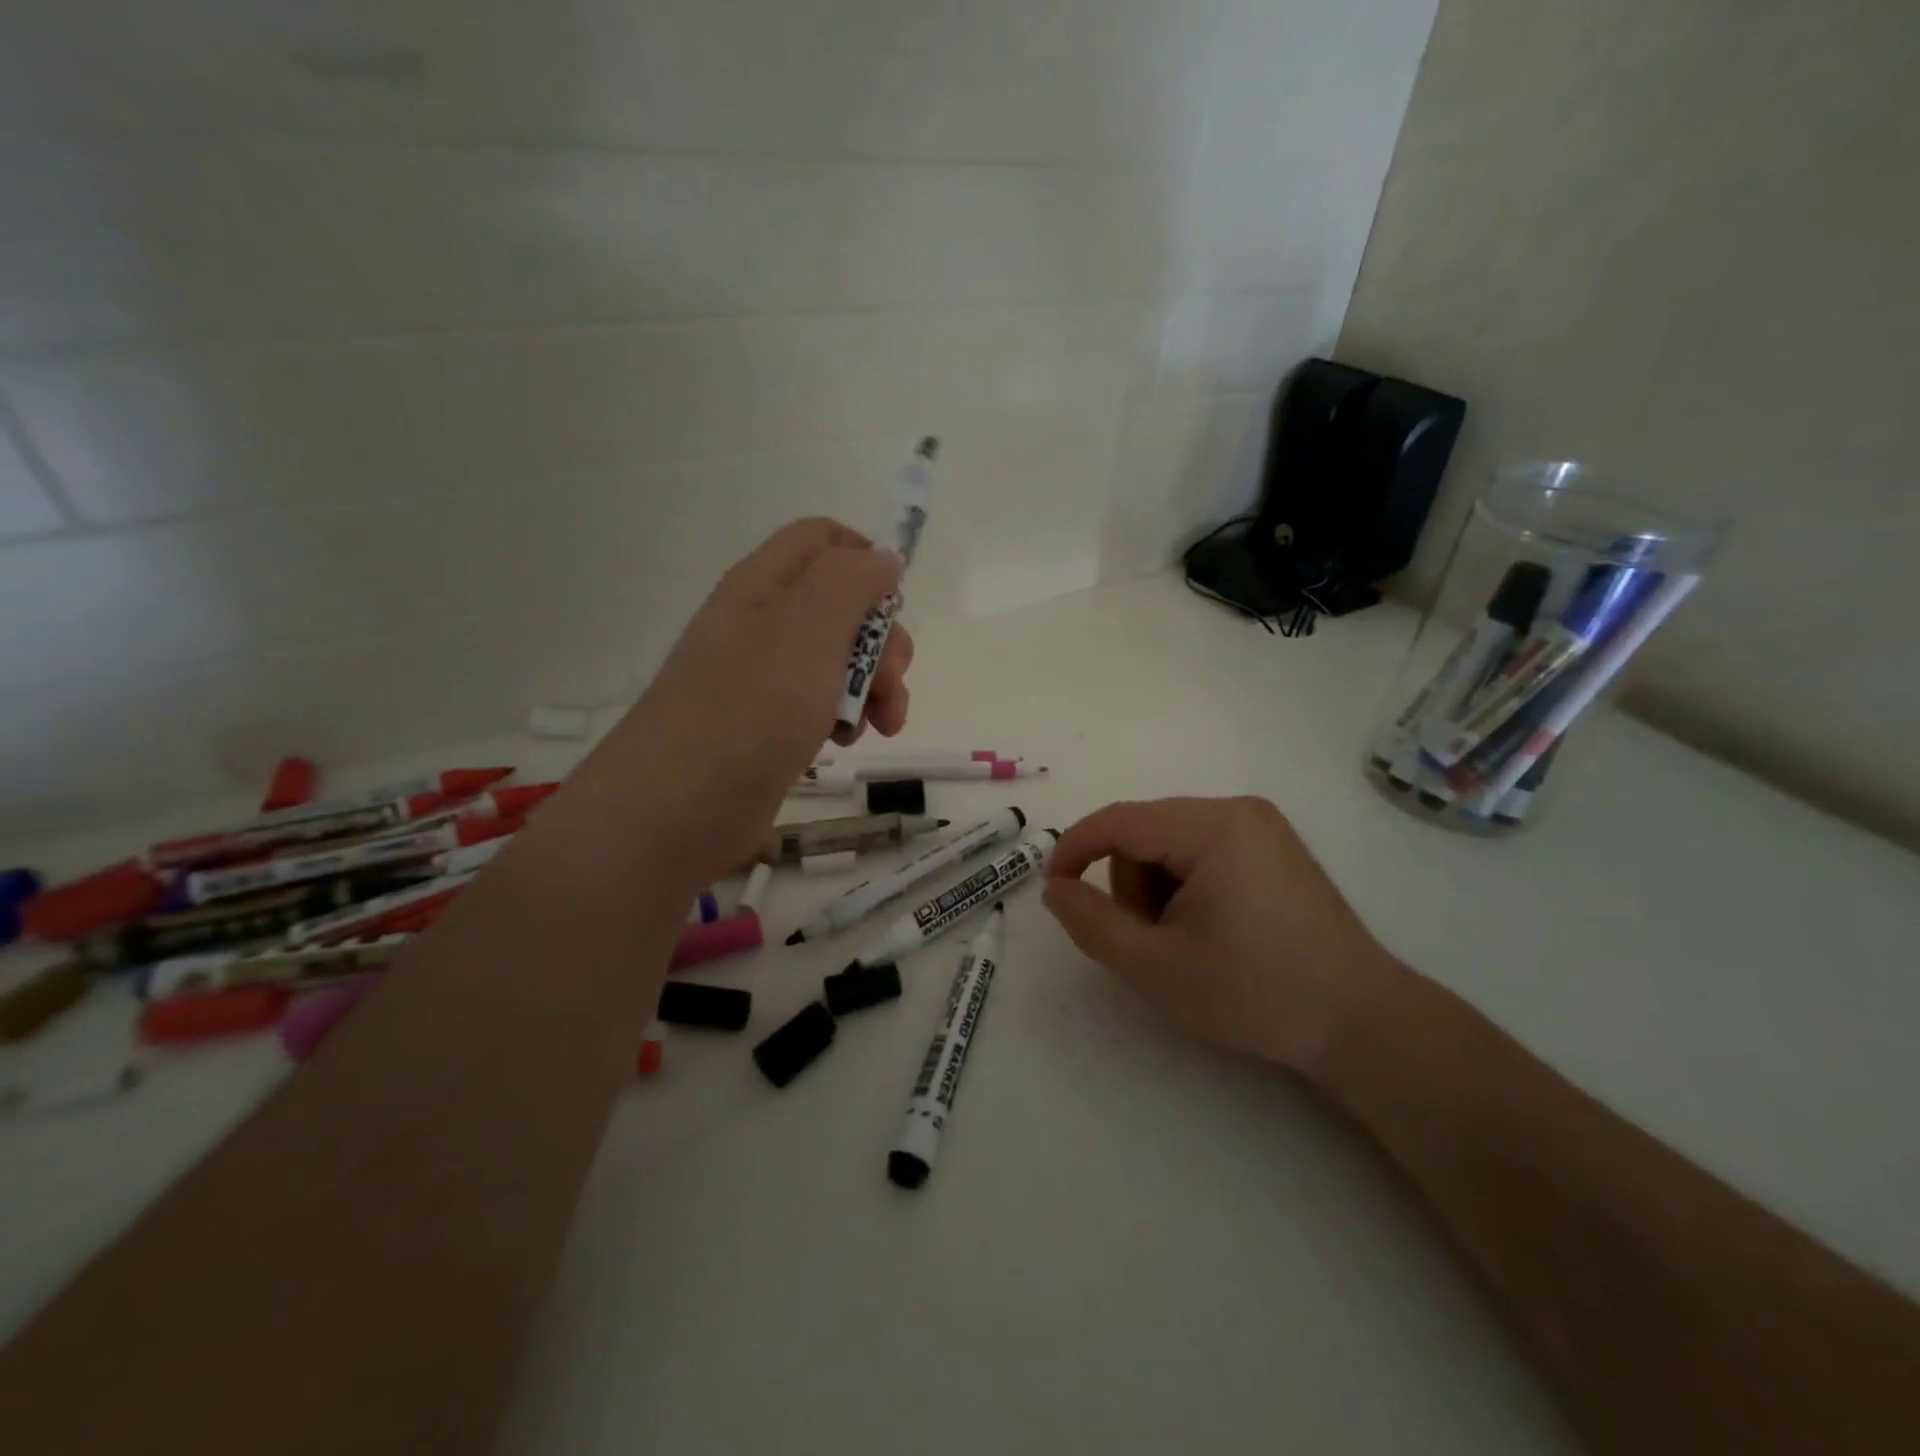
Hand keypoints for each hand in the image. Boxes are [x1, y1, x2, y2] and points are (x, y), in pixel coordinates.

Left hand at [596, 518, 912, 881]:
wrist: (682, 803)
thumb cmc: (752, 704)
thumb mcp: (811, 626)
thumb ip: (852, 581)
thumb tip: (882, 559)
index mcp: (765, 584)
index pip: (823, 540)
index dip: (866, 559)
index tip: (895, 602)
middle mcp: (763, 623)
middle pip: (843, 607)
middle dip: (882, 642)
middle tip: (892, 682)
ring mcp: (765, 677)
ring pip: (840, 661)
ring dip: (874, 687)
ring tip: (880, 726)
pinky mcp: (770, 724)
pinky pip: (822, 703)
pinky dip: (846, 718)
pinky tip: (844, 743)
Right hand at [1043, 796, 1404, 1075]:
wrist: (1360, 1021)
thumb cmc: (1256, 993)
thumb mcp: (1158, 967)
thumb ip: (1093, 924)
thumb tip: (1056, 889)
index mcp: (1212, 828)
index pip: (1118, 821)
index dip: (1075, 851)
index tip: (1057, 893)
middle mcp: (1236, 810)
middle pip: (1144, 832)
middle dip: (1130, 885)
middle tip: (1151, 943)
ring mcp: (1259, 826)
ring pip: (1168, 842)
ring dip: (1156, 889)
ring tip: (1185, 942)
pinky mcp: (1271, 846)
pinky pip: (1200, 850)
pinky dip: (1185, 886)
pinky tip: (1211, 929)